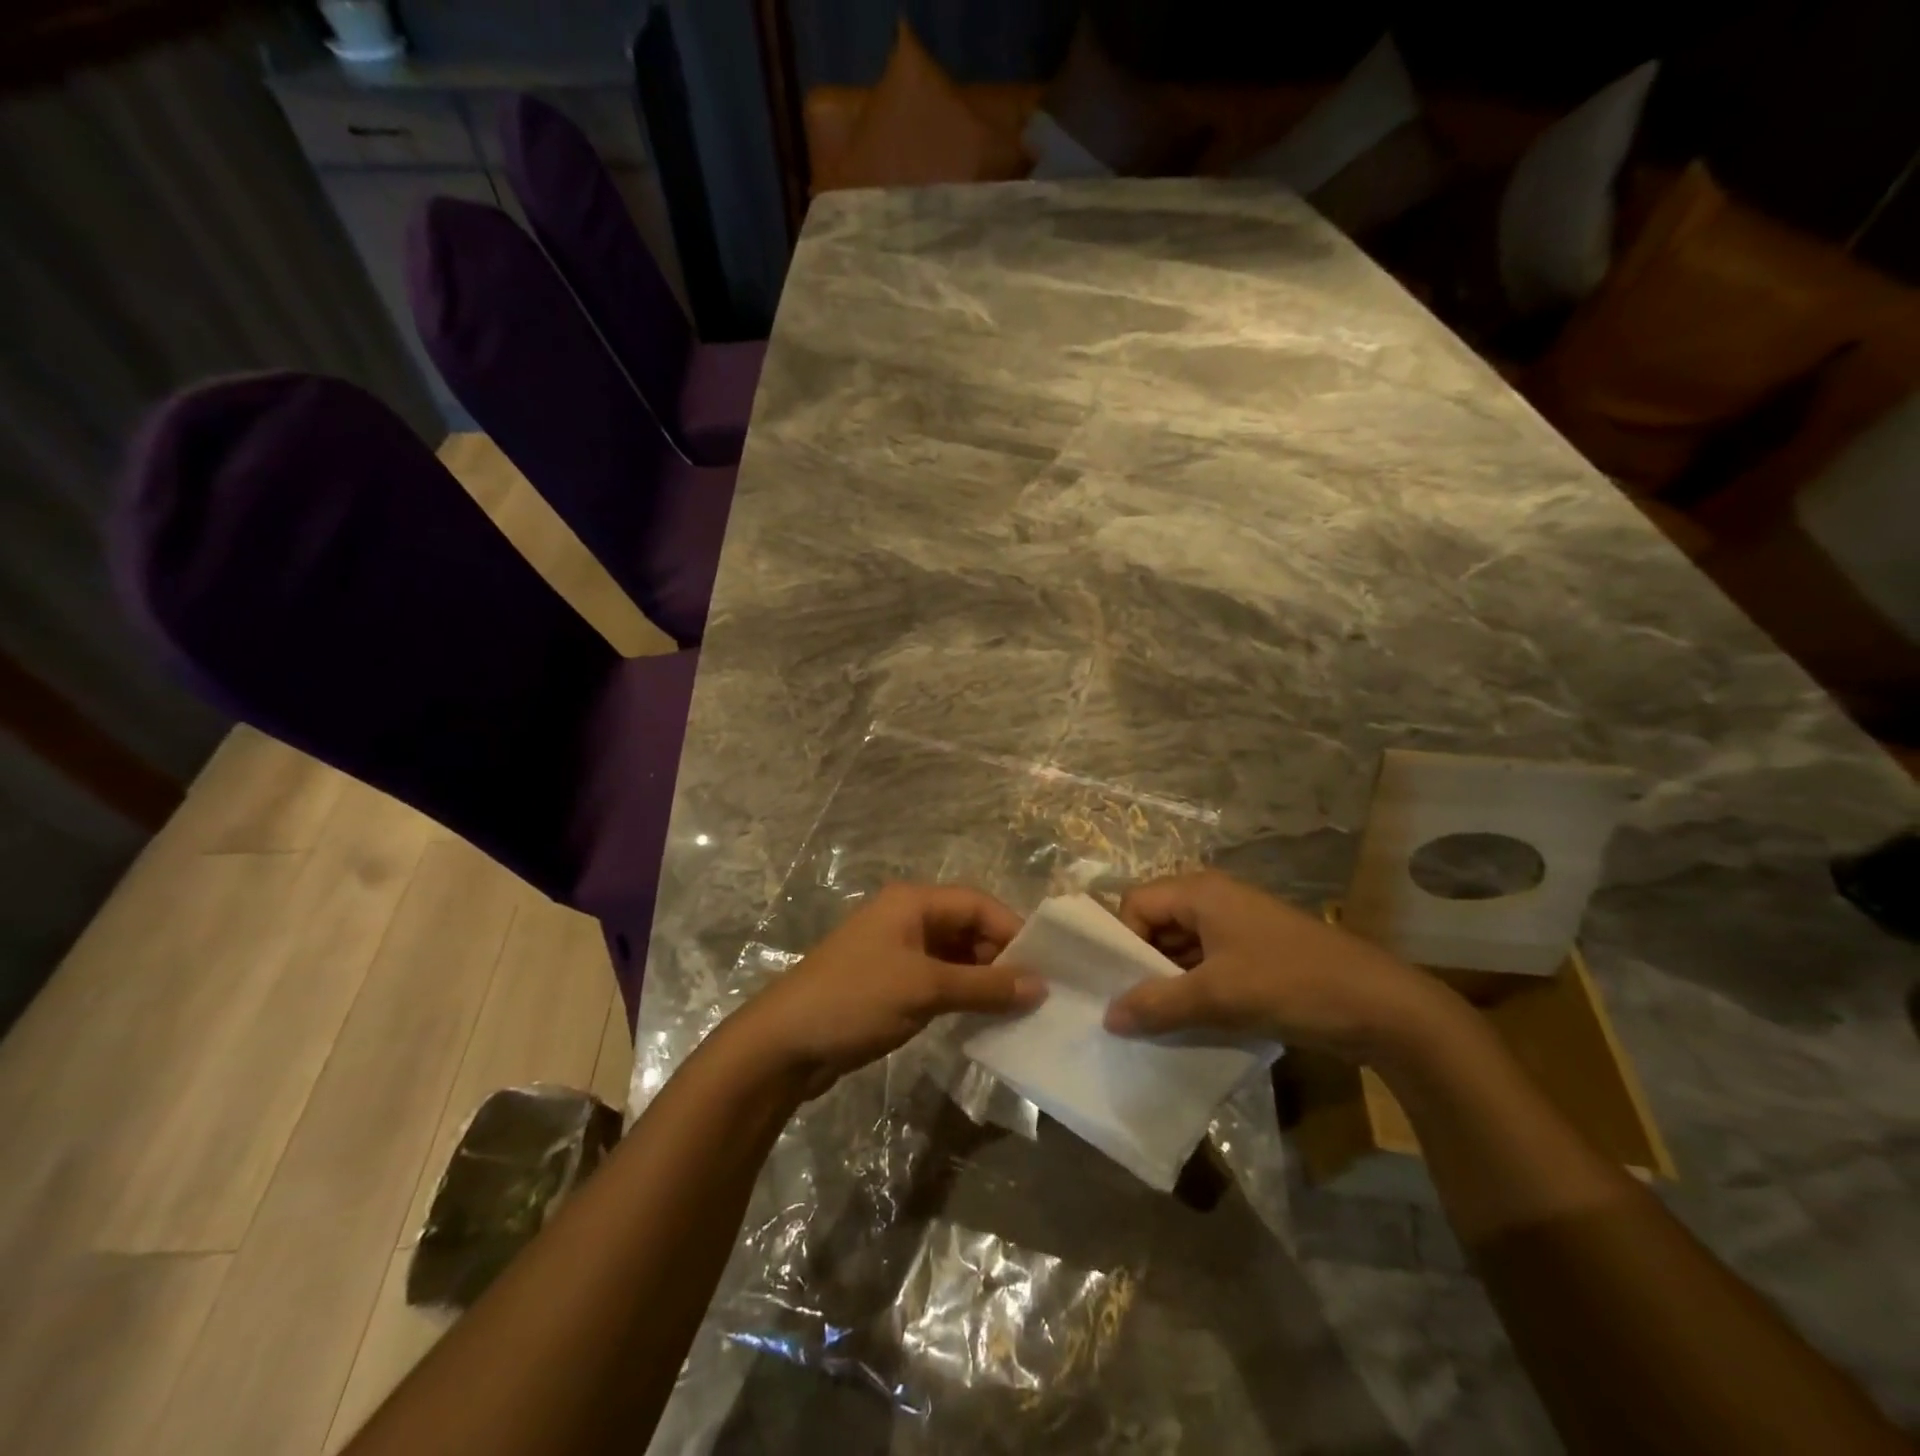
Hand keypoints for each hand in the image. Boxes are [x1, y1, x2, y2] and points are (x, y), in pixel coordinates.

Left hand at [731, 883, 1045, 1097]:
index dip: (1013, 931)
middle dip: (1000, 957)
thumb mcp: (925, 989)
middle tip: (1035, 994)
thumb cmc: (856, 999)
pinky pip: (937, 979)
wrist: (784, 1044)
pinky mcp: (889, 982)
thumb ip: (985, 986)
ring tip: (1016, 1010)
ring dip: (982, 979)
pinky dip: (960, 994)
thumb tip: (1040, 986)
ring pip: (954, 956)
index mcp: (913, 902)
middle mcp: (906, 918)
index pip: (977, 904)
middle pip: (967, 928)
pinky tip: (982, 1019)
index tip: (1045, 967)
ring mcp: (896, 951)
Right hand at [1103, 870, 1449, 1061]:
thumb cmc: (1290, 985)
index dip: (1121, 941)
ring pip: (1181, 947)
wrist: (1381, 1007)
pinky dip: (1194, 989)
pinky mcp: (1255, 953)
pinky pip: (1207, 964)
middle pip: (1156, 924)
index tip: (1118, 986)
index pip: (1135, 904)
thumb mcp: (1217, 996)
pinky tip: (1189, 1023)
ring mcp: (1237, 926)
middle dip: (1141, 965)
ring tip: (1155, 1022)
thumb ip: (1157, 1004)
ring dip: (1168, 981)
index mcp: (1200, 892)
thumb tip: (1108, 1016)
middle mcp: (1214, 899)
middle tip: (1129, 1009)